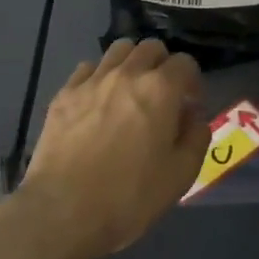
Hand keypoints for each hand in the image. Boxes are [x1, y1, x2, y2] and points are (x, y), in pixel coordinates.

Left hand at [18, 38, 207, 258]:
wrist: (63, 211)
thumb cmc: (129, 197)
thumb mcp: (180, 175)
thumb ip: (196, 137)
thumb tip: (193, 116)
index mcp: (160, 90)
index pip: (185, 62)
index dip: (192, 81)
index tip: (190, 104)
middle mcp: (126, 74)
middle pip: (151, 47)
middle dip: (162, 65)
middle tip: (162, 95)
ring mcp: (91, 81)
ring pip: (118, 50)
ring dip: (131, 63)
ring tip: (130, 91)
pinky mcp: (64, 94)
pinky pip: (87, 68)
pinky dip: (99, 77)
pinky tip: (98, 101)